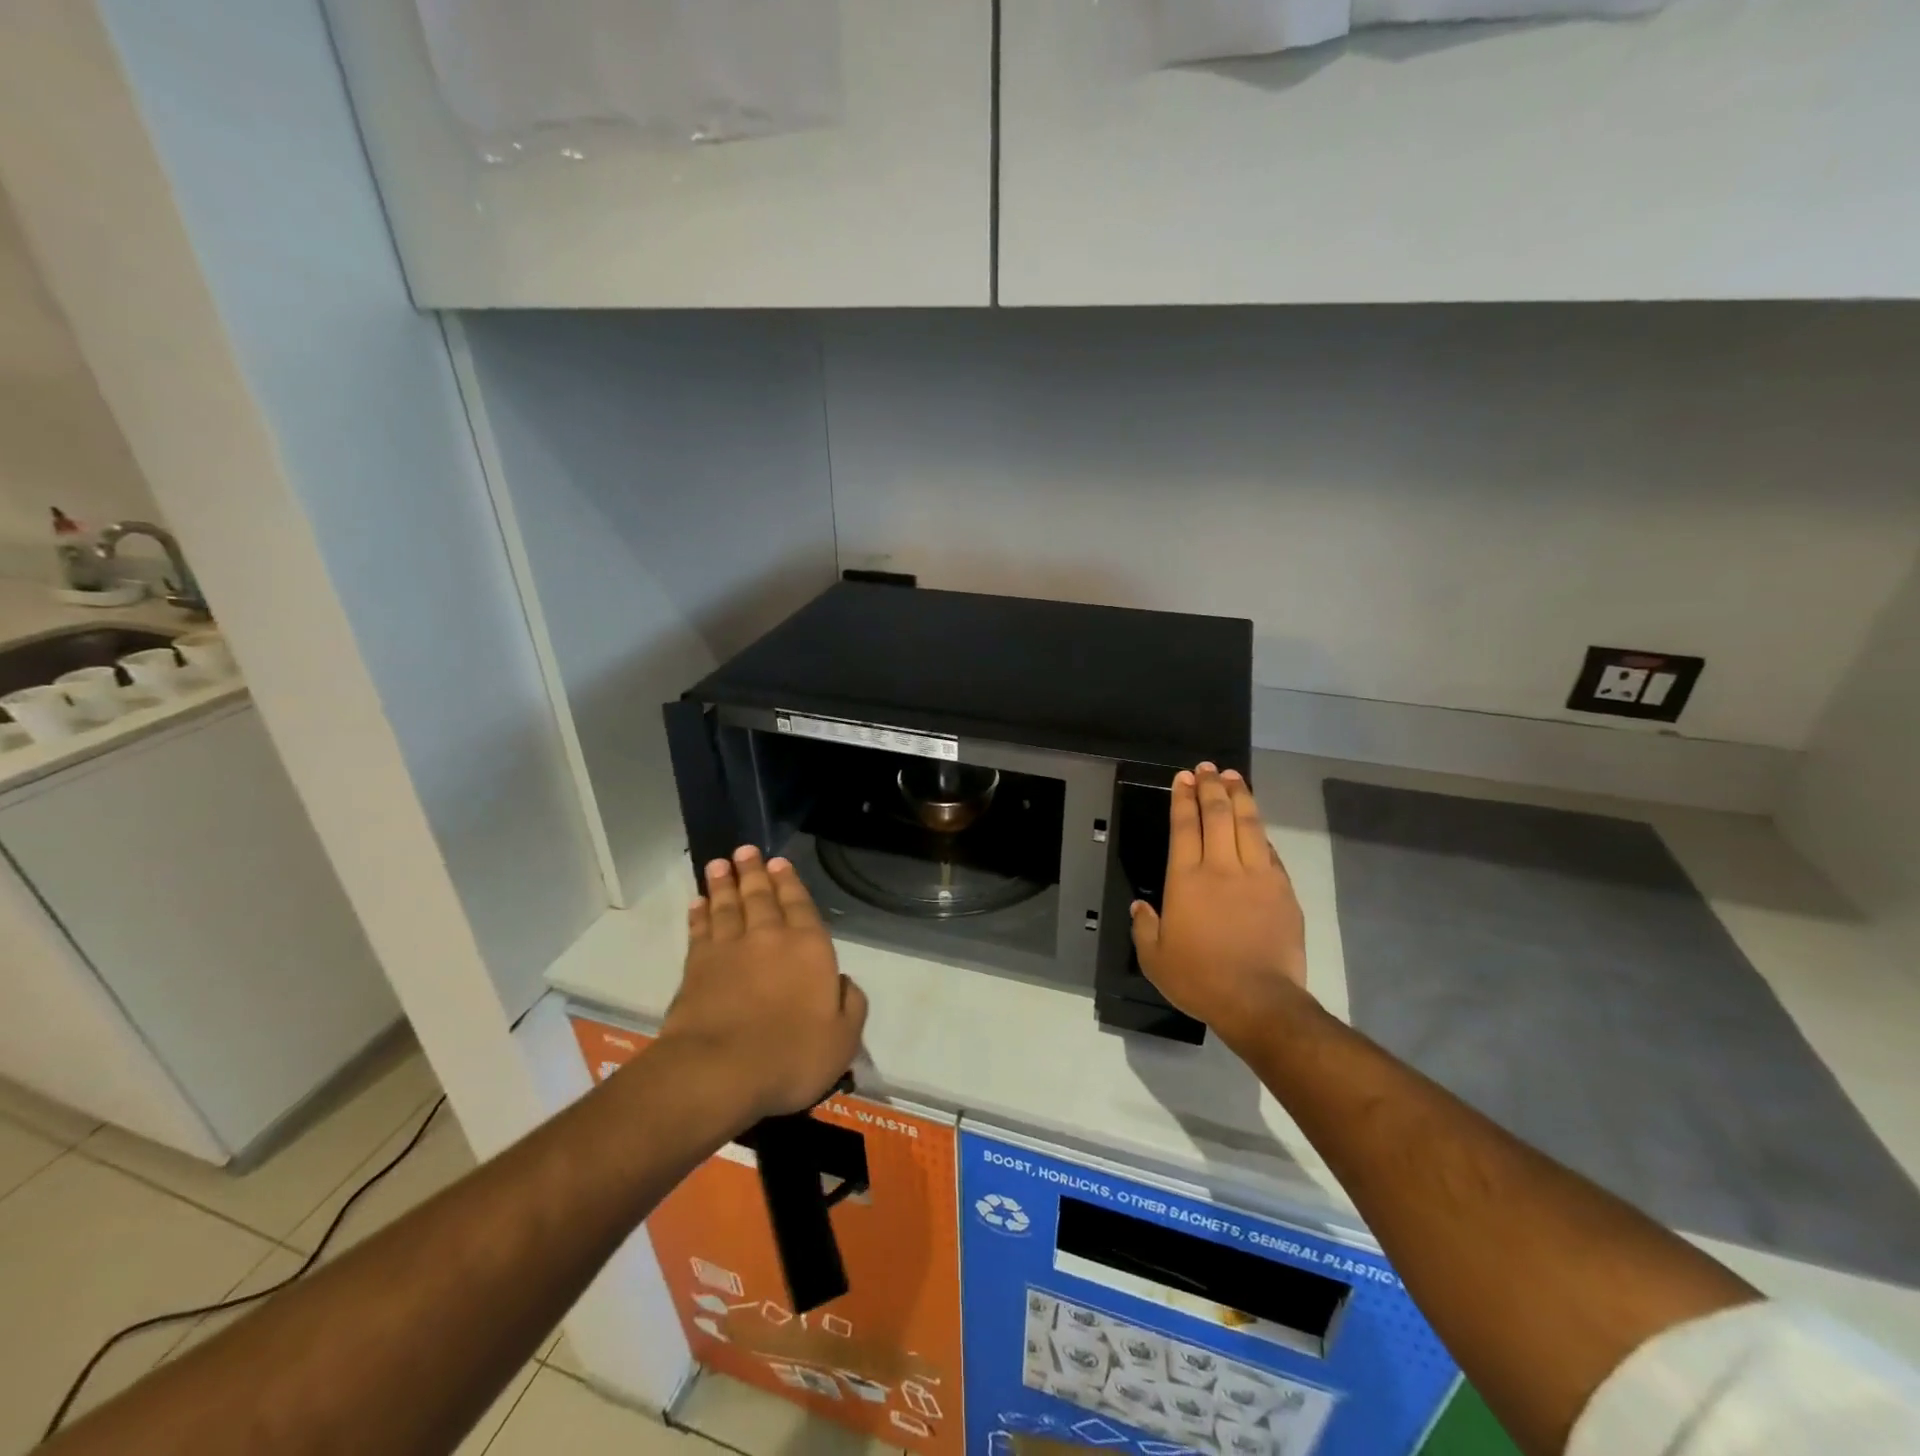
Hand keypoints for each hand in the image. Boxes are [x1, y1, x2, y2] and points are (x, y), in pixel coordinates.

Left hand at [661, 846, 867, 1122]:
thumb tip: (843, 982)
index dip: (790, 882)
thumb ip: (851, 1004)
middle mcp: (770, 937)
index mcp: (810, 948)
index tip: (779, 861)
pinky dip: (699, 914)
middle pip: (761, 896)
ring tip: (720, 863)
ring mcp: (730, 949)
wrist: (720, 1071)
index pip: (800, 905)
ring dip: (724, 883)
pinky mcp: (697, 967)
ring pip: (728, 906)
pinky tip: (698, 902)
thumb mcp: (843, 1039)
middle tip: (745, 850)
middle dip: (755, 872)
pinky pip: (700, 930)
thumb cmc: (791, 1055)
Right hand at [1130, 763, 1312, 1049]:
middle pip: (1217, 815)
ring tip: (1235, 777)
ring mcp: (1257, 876)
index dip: (1183, 798)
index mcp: (1186, 879)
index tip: (1184, 778)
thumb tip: (1142, 907)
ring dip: (1240, 797)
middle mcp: (1221, 868)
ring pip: (1249, 824)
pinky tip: (1256, 824)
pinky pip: (1270, 851)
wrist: (1259, 1000)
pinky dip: (1260, 832)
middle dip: (1211, 787)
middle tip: (1208, 769)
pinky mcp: (1283, 890)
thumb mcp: (1155, 958)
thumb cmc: (1199, 979)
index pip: (1184, 826)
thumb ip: (1144, 927)